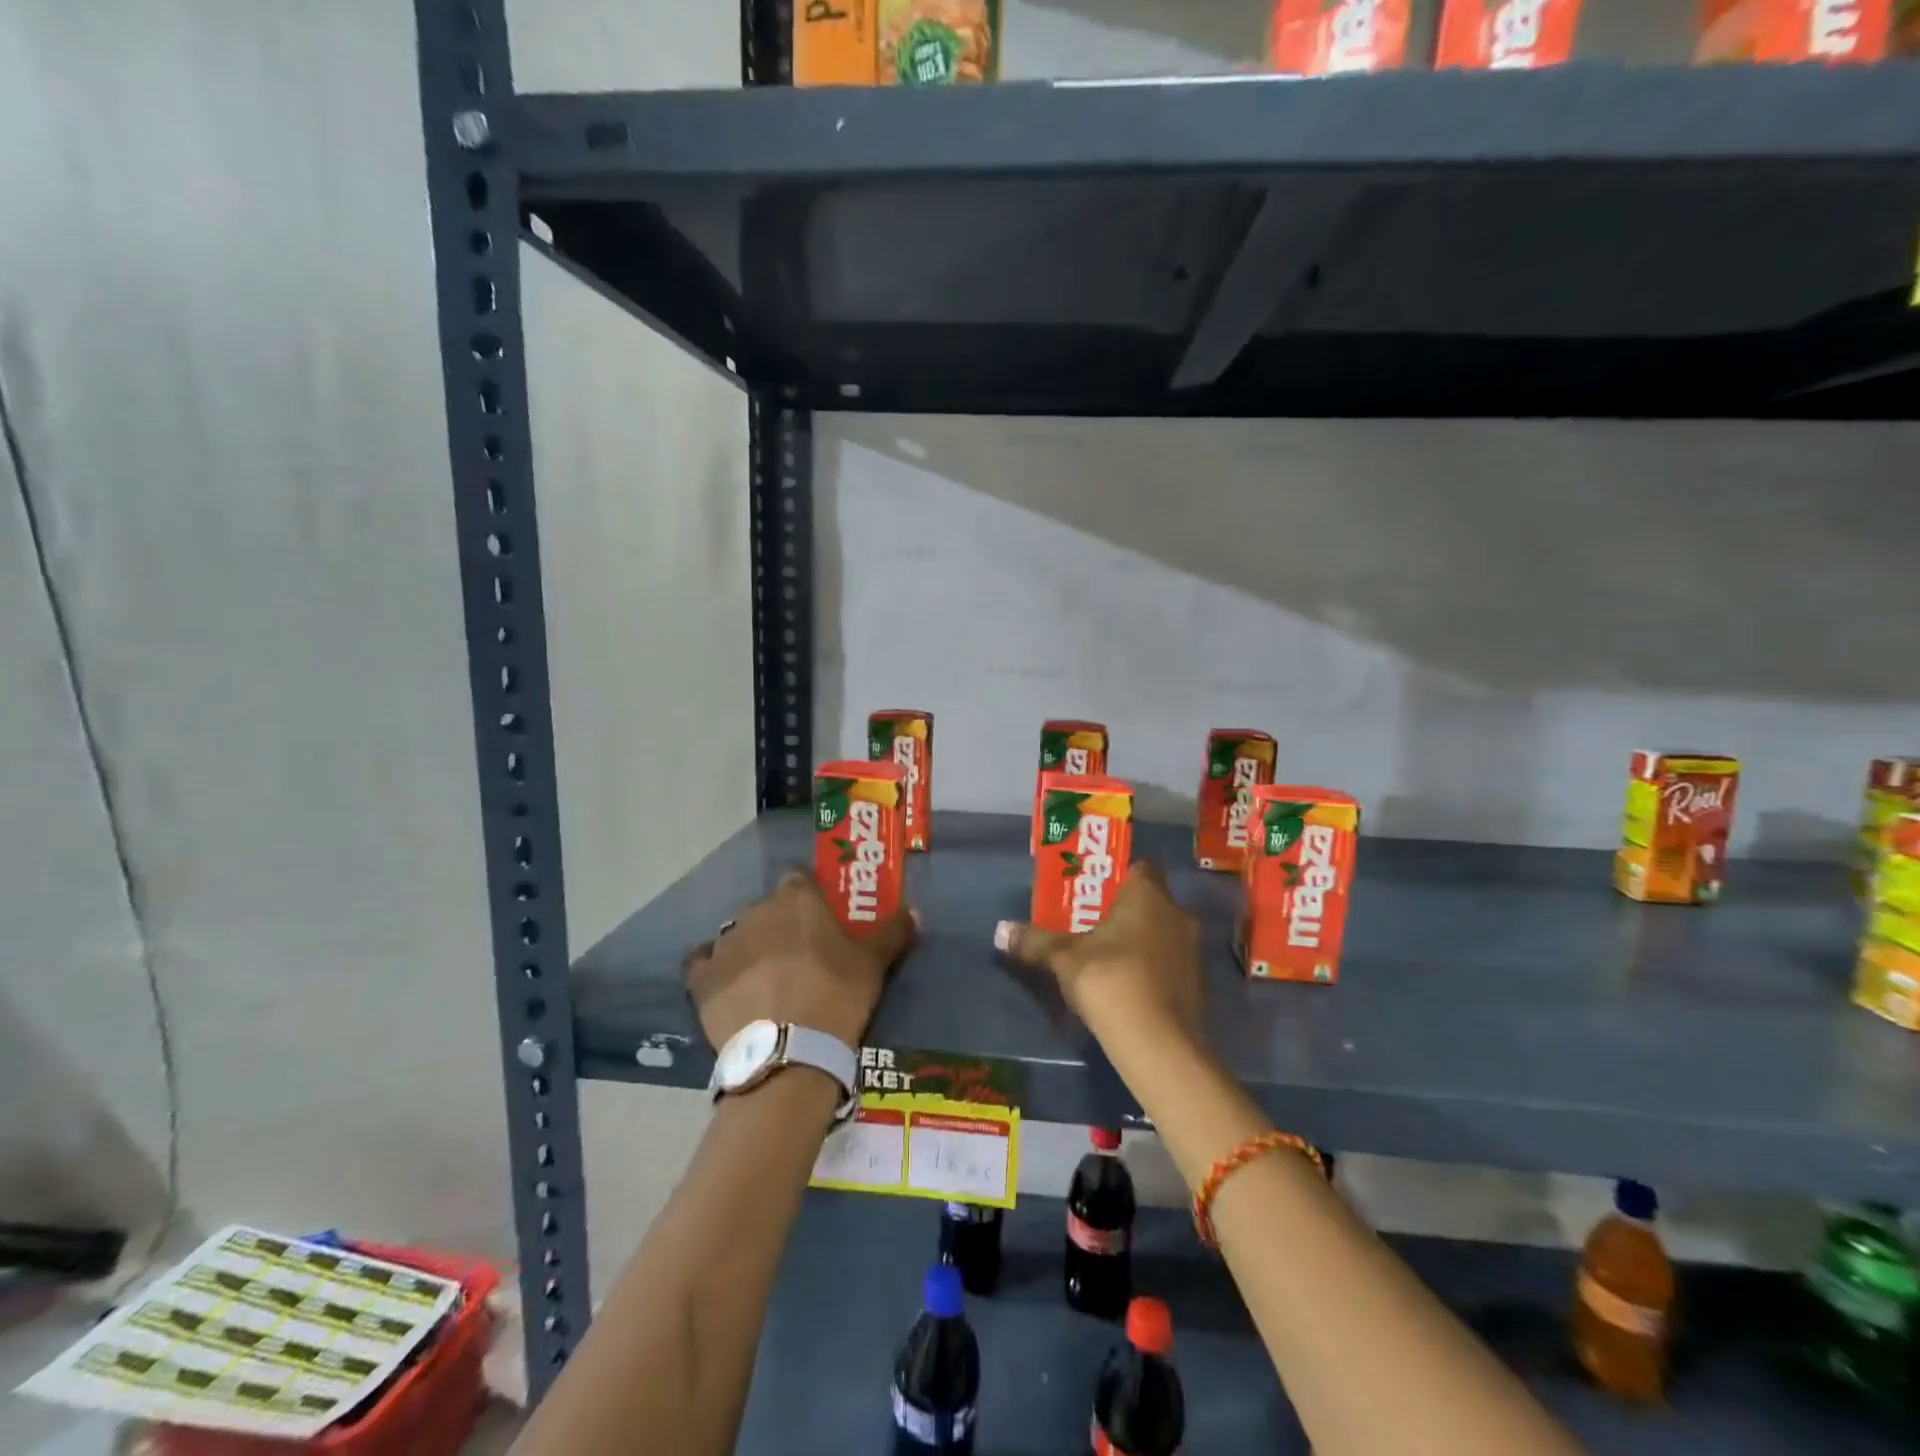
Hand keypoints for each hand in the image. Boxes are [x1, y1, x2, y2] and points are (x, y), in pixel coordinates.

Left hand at [685, 870, 916, 1051]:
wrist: (787, 1051)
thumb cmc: (836, 995)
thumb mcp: (874, 964)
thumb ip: (892, 932)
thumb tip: (914, 911)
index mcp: (797, 898)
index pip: (798, 878)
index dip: (809, 894)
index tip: (820, 916)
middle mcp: (757, 910)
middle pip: (769, 908)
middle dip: (780, 924)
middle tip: (799, 954)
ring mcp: (725, 943)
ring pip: (738, 934)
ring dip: (751, 947)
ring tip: (766, 979)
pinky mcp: (702, 978)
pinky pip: (703, 963)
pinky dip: (713, 969)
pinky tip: (726, 986)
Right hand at [992, 863, 1203, 1045]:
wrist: (1159, 1044)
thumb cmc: (1110, 980)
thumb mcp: (1063, 958)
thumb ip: (1036, 941)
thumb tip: (1001, 931)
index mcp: (1148, 895)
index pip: (1138, 869)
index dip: (1117, 879)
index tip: (1093, 894)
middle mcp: (1177, 914)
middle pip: (1150, 903)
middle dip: (1124, 912)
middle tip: (1092, 925)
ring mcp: (1192, 951)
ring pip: (1162, 934)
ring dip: (1139, 942)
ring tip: (1105, 958)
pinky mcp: (1198, 986)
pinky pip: (1169, 964)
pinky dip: (1151, 970)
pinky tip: (1126, 986)